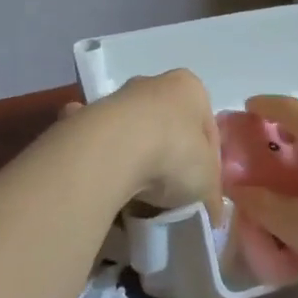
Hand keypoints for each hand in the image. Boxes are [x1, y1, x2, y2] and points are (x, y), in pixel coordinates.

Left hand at [65, 70, 222, 221]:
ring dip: (137, 160)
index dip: (209, 166)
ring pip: (134, 135)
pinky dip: (103, 161)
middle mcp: (153, 84)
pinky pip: (101, 144)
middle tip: (171, 196)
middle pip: (169, 128)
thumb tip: (212, 213)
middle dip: (170, 159)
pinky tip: (107, 184)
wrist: (111, 151)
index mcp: (190, 89)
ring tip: (139, 199)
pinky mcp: (85, 117)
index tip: (204, 195)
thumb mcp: (208, 183)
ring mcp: (116, 98)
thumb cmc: (173, 154)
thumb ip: (212, 196)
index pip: (207, 130)